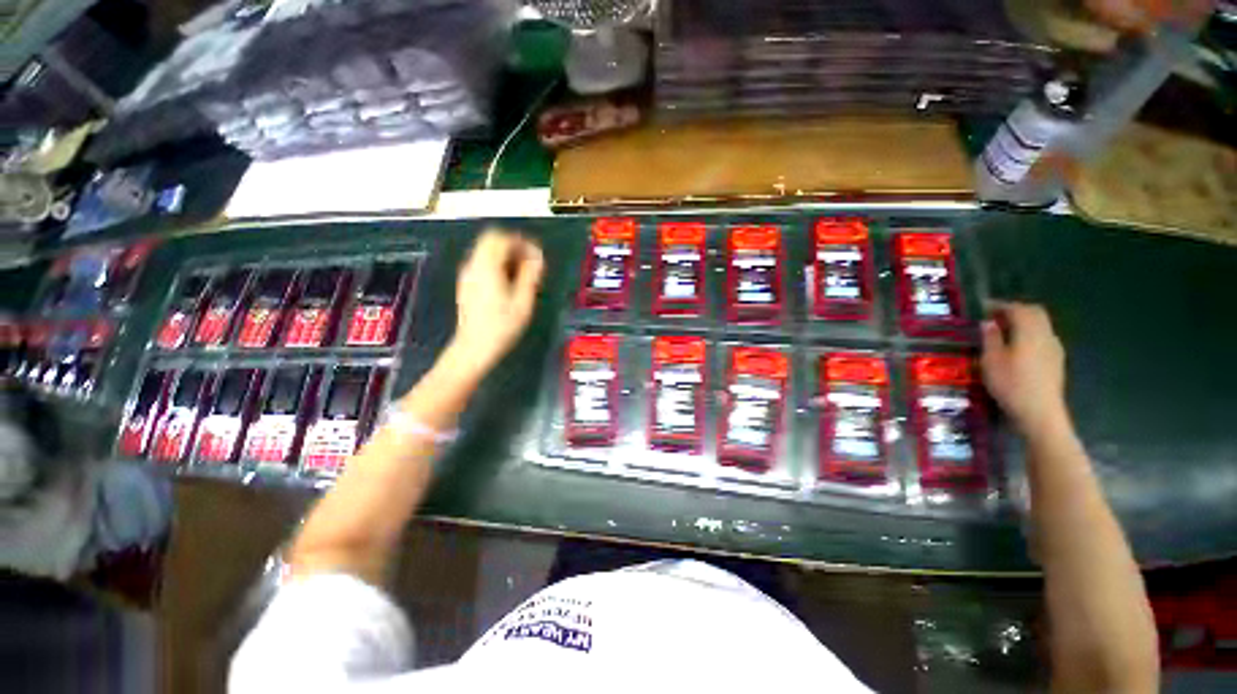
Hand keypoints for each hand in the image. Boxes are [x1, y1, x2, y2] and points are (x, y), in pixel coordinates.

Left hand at [449, 229, 544, 376]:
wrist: (474, 347)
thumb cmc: (502, 326)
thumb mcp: (523, 301)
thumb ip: (530, 275)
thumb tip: (538, 257)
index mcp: (487, 266)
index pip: (501, 238)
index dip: (522, 241)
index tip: (536, 254)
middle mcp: (473, 265)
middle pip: (491, 240)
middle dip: (513, 245)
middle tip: (530, 262)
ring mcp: (467, 274)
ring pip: (485, 251)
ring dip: (505, 255)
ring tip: (522, 273)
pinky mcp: (466, 284)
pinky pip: (482, 263)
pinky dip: (497, 264)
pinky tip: (508, 282)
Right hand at [980, 302, 1069, 436]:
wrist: (1040, 413)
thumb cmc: (1011, 384)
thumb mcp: (991, 361)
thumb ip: (991, 338)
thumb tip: (988, 322)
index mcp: (1029, 332)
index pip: (1018, 308)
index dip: (1000, 305)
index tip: (982, 306)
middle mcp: (1046, 335)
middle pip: (1035, 313)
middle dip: (1015, 310)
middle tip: (994, 316)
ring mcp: (1054, 348)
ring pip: (1041, 325)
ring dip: (1024, 322)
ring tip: (1004, 331)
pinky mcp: (1055, 361)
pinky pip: (1043, 338)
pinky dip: (1030, 334)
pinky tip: (1018, 347)